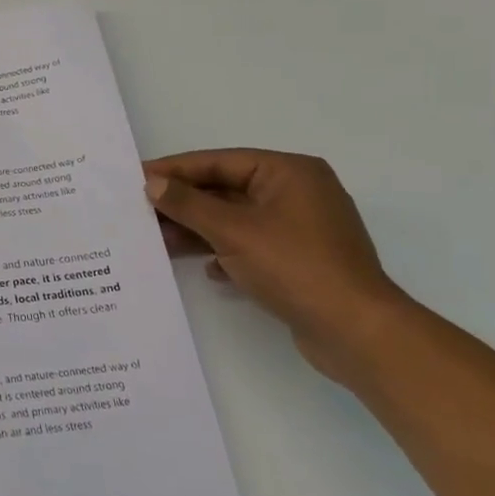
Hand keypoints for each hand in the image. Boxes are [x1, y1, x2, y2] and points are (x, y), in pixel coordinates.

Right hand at [144, 149, 413, 380]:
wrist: (357, 333)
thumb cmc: (295, 267)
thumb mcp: (233, 231)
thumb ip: (188, 204)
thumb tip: (153, 183)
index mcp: (289, 173)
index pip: (219, 162)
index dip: (176, 170)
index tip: (137, 176)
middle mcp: (298, 193)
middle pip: (226, 190)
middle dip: (185, 204)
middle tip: (141, 210)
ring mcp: (301, 229)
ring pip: (236, 220)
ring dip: (199, 230)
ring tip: (159, 240)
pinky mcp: (300, 261)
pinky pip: (251, 246)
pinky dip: (225, 252)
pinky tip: (205, 268)